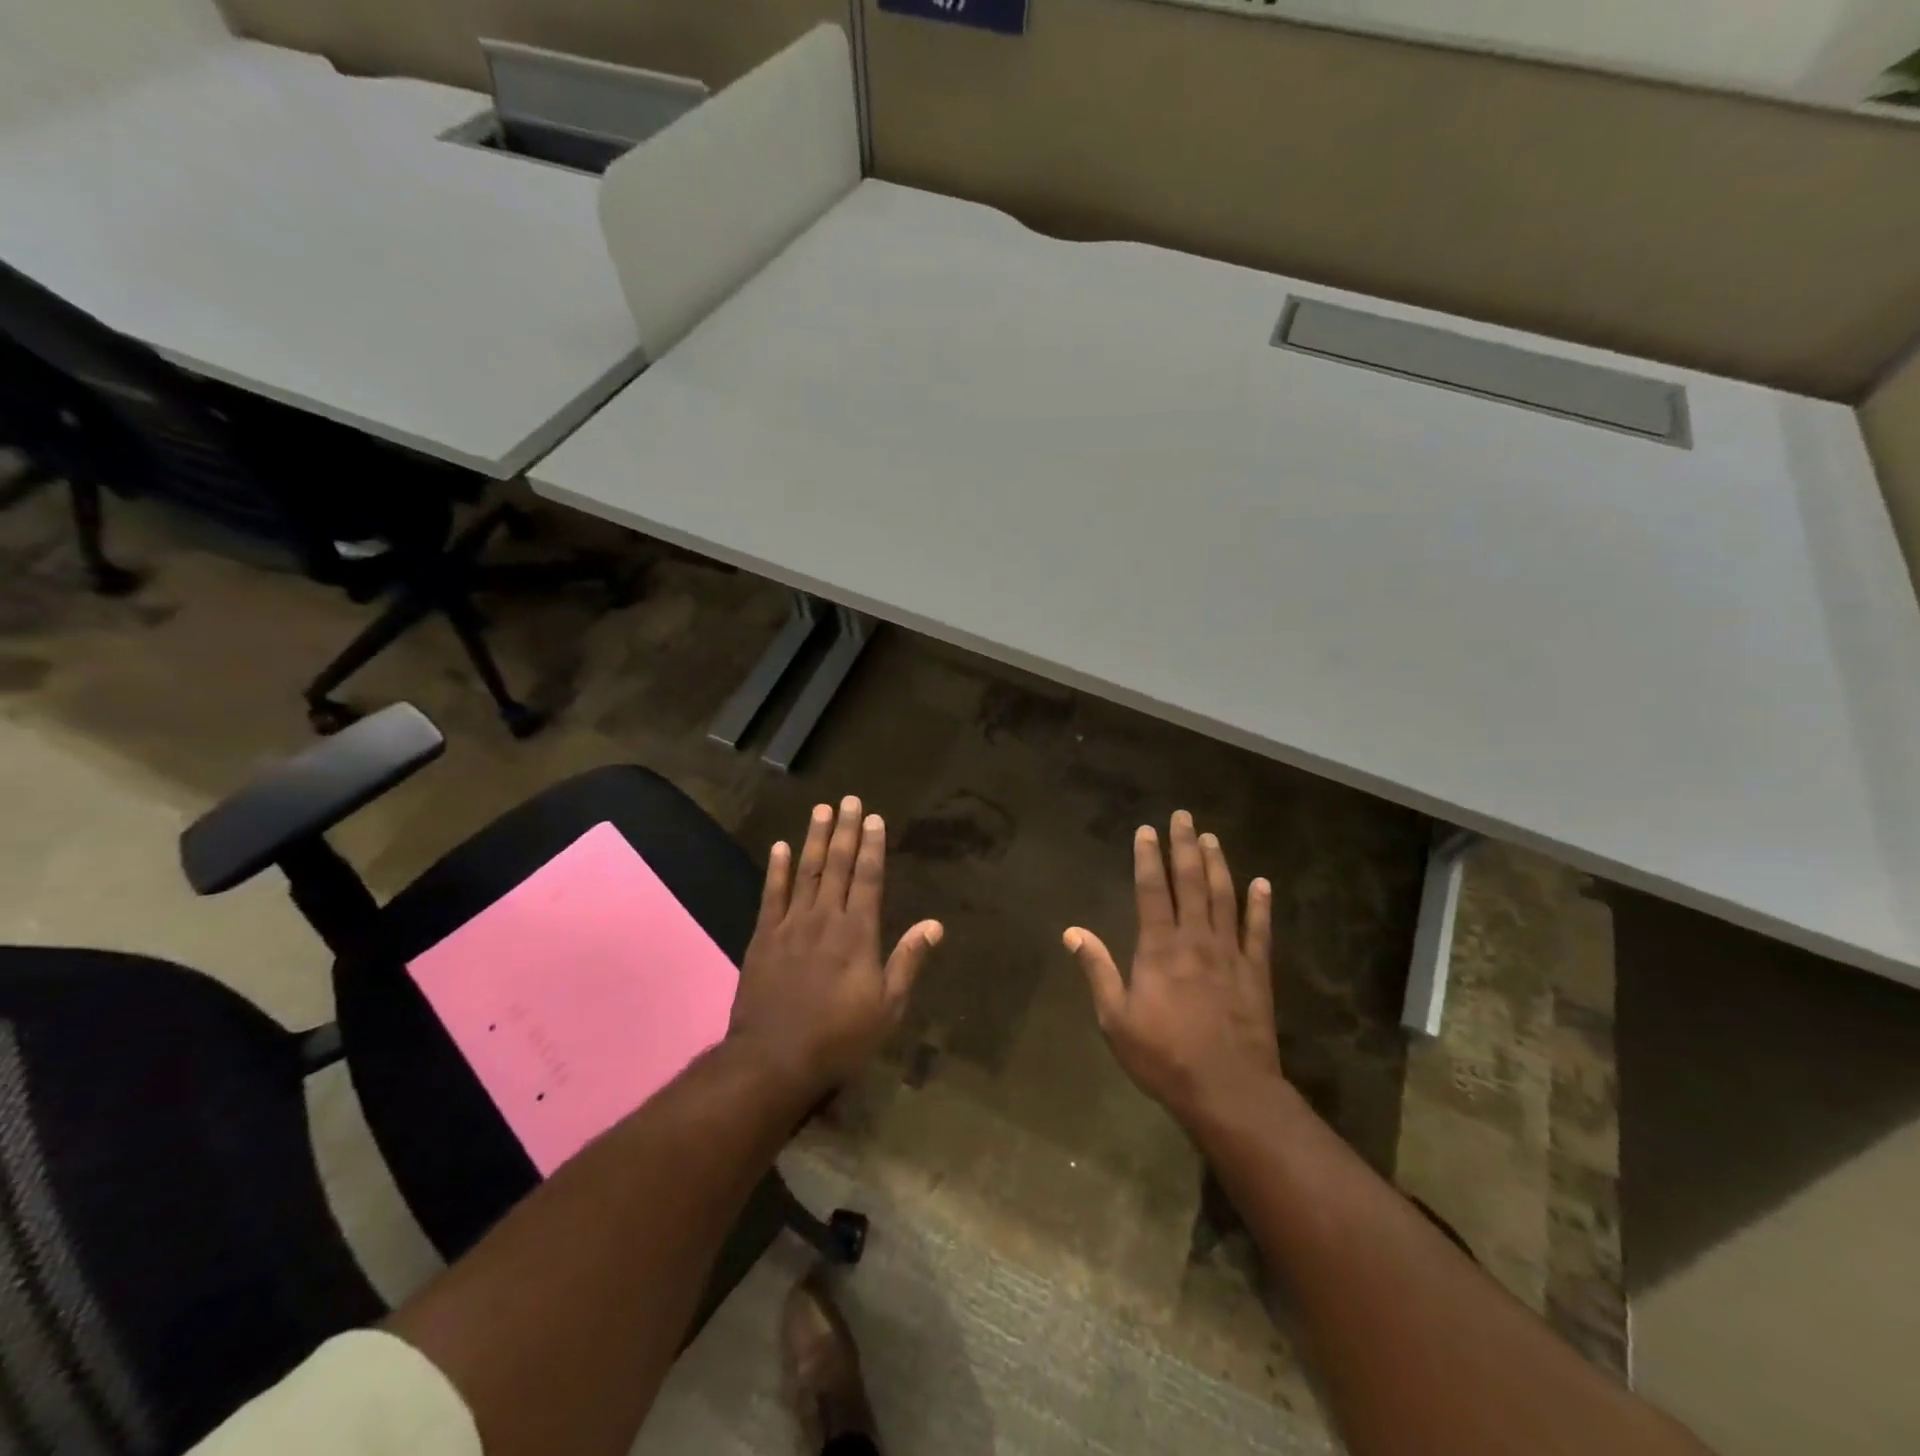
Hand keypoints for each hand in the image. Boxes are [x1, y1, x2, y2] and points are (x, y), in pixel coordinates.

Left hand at [729, 796, 942, 1095]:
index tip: (875, 818)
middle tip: (850, 799)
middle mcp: (825, 919)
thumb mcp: (887, 1008)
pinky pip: (771, 895)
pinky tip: (780, 847)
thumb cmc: (839, 1037)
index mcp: (858, 933)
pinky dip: (776, 869)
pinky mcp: (763, 938)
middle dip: (845, 831)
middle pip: (837, 866)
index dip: (872, 847)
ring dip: (814, 838)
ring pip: (806, 871)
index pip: (868, 878)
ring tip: (821, 809)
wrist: (773, 1059)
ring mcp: (791, 925)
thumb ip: (907, 961)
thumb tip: (934, 925)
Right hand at [1066, 811, 1281, 1127]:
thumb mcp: (1115, 1018)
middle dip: (1185, 846)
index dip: (1148, 857)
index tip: (1147, 830)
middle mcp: (1195, 939)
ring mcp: (1229, 953)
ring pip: (1224, 897)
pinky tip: (1262, 883)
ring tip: (1213, 838)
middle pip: (1191, 882)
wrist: (1227, 1089)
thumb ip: (1097, 970)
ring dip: (1218, 865)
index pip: (1152, 890)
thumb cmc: (1163, 1055)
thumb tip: (1072, 931)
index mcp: (1158, 947)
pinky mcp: (1256, 972)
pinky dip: (1260, 905)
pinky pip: (1259, 931)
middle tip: (1184, 816)